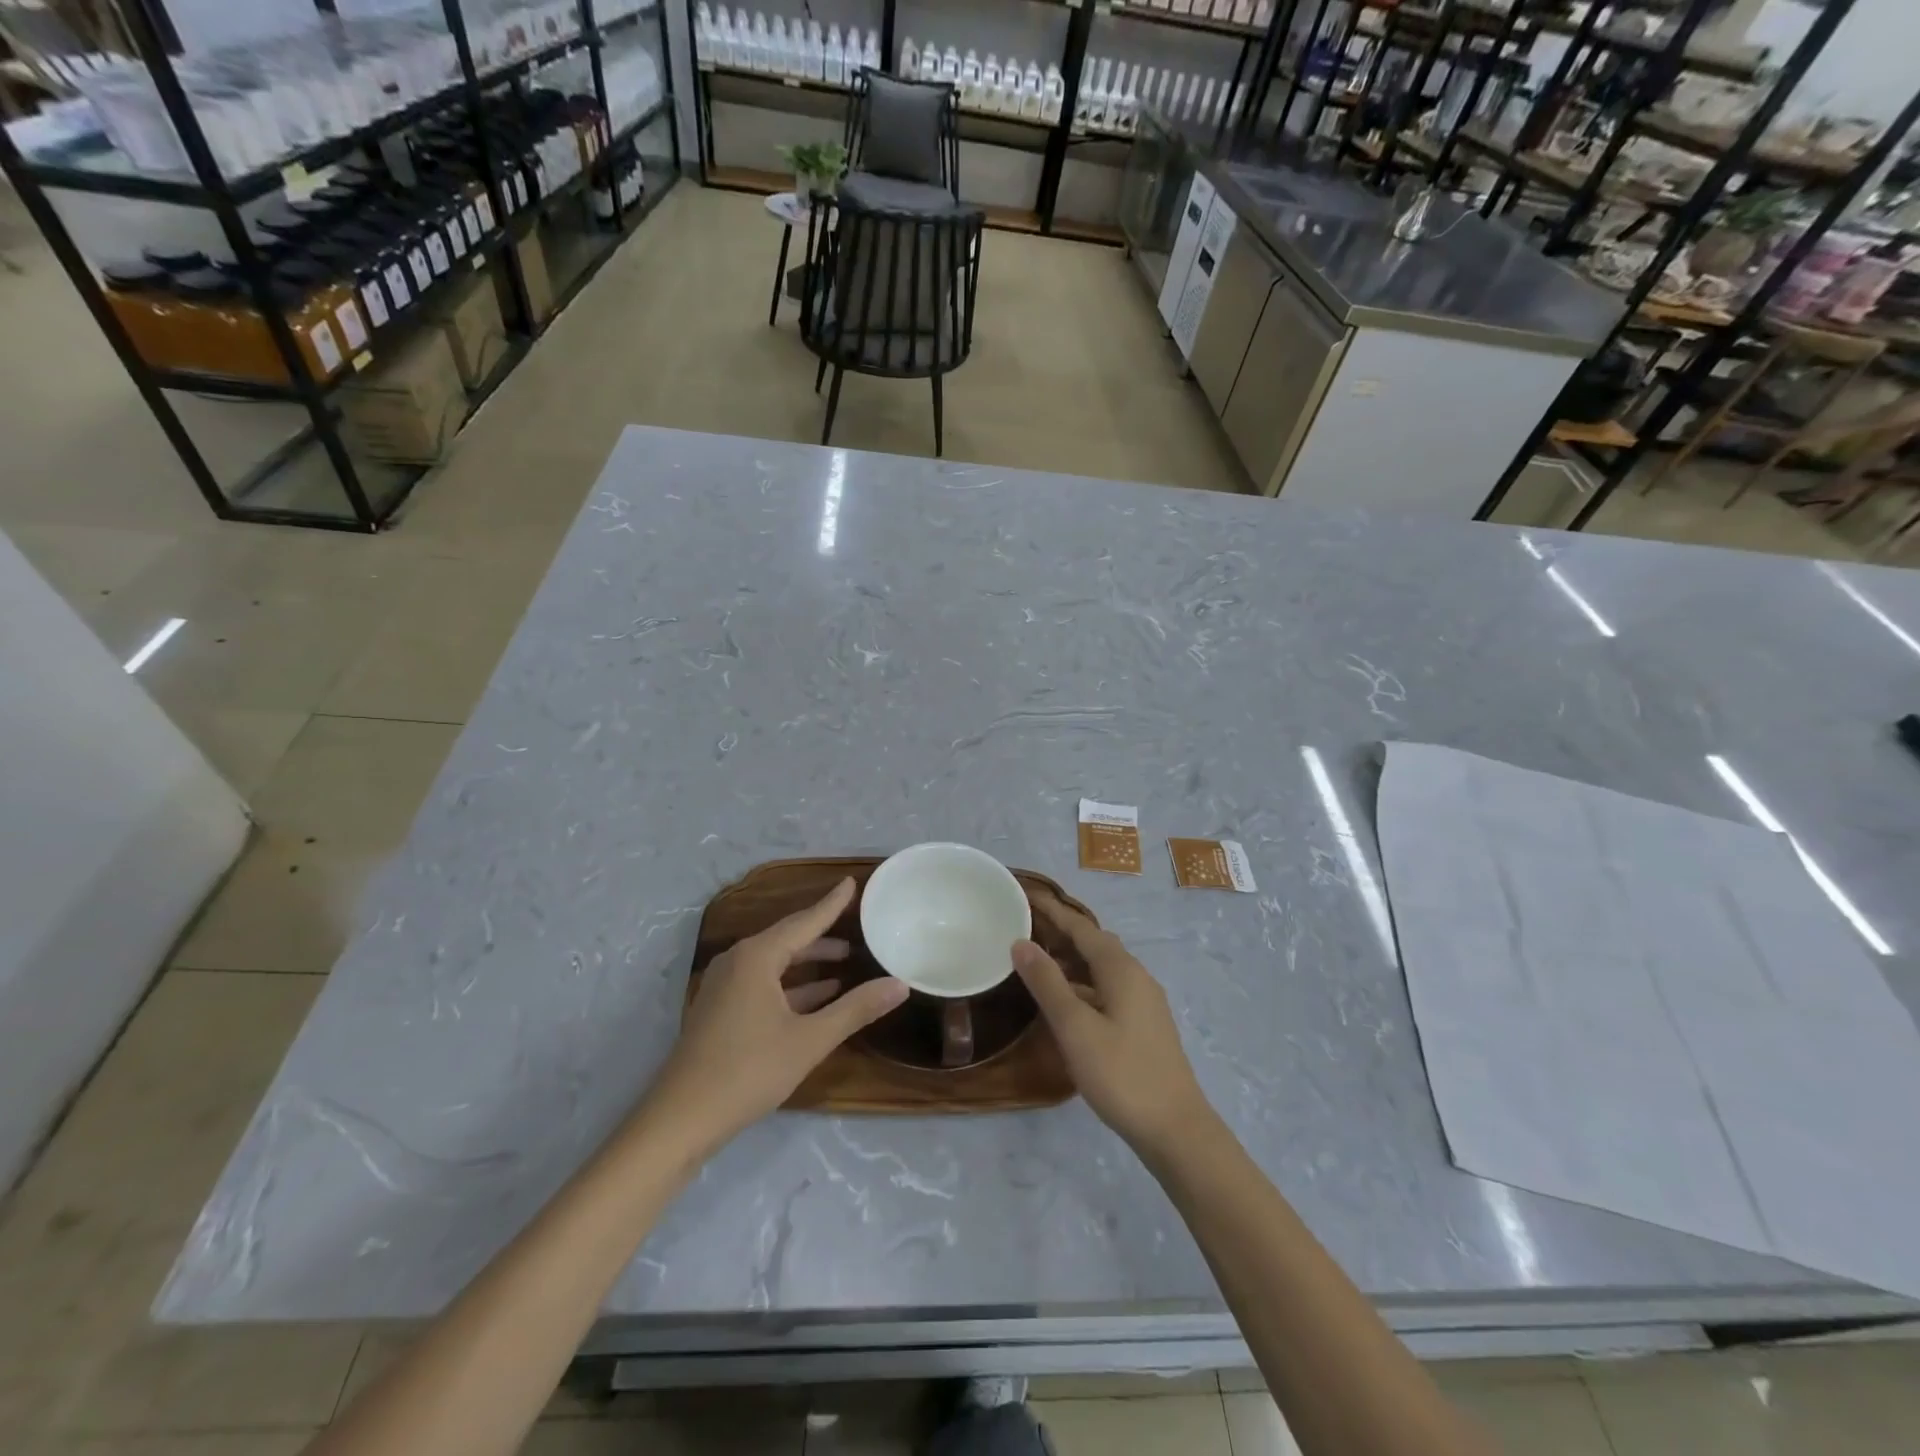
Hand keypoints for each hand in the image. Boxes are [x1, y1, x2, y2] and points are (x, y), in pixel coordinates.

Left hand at [646, 878, 907, 1152]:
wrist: (681, 1119)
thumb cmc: (748, 1071)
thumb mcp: (810, 1040)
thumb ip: (856, 1009)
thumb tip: (900, 985)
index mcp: (757, 957)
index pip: (805, 921)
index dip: (832, 904)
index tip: (852, 882)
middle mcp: (738, 961)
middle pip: (788, 938)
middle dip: (823, 935)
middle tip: (858, 928)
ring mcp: (725, 986)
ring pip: (776, 963)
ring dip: (809, 963)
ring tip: (845, 962)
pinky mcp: (721, 1010)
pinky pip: (763, 983)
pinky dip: (792, 985)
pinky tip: (817, 998)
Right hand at [1014, 892, 1214, 1159]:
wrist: (1175, 1129)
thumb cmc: (1121, 1074)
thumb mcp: (1075, 1028)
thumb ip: (1047, 983)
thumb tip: (1021, 942)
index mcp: (1121, 969)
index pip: (1081, 927)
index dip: (1053, 911)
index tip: (1025, 895)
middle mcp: (1136, 976)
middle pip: (1094, 942)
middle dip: (1062, 930)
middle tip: (1025, 925)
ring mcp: (1143, 1002)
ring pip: (1101, 967)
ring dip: (1071, 958)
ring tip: (1037, 959)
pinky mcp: (1143, 1025)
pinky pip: (1107, 987)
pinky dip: (1082, 982)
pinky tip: (1065, 1000)